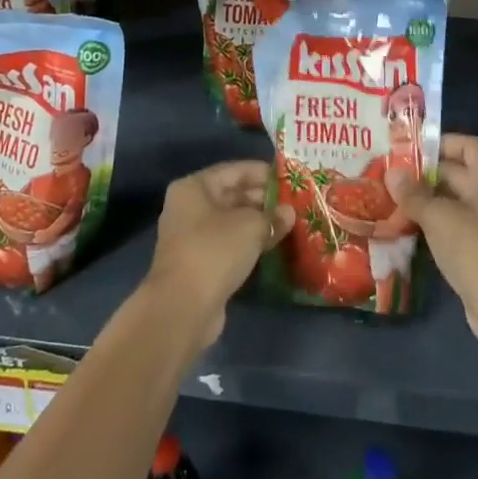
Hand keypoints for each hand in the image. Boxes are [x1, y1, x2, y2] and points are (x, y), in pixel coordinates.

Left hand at [145, 160, 294, 349]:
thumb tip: (289, 213)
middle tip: (294, 203)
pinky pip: (229, 244)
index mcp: (194, 187)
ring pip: (231, 222)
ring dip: (258, 223)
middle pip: (231, 195)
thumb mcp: (250, 227)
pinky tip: (273, 246)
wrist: (183, 307)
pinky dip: (249, 243)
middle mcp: (189, 207)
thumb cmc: (214, 252)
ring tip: (290, 223)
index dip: (263, 173)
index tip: (290, 179)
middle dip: (263, 199)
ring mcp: (192, 237)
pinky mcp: (200, 263)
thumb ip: (272, 216)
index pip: (234, 171)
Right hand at [383, 133, 477, 346]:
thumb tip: (392, 172)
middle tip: (390, 174)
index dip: (439, 143)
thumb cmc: (477, 249)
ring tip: (391, 197)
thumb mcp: (439, 217)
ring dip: (427, 199)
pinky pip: (457, 224)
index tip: (407, 149)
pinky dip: (435, 222)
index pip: (467, 145)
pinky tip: (407, 225)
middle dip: (425, 173)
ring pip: (455, 200)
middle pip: (459, 172)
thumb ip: (414, 193)